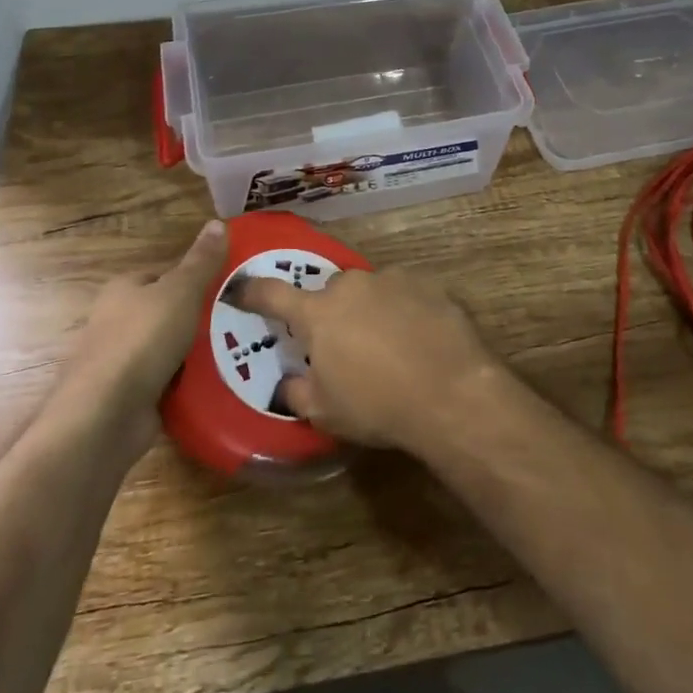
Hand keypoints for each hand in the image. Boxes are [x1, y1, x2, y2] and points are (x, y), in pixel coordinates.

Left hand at [51, 220, 226, 461]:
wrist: (105, 416)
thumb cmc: (141, 340)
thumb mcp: (180, 291)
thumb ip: (201, 261)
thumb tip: (218, 222)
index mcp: (124, 289)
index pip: (165, 274)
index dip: (198, 277)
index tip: (233, 285)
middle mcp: (119, 321)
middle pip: (170, 312)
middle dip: (203, 317)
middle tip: (245, 318)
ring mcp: (125, 362)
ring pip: (173, 349)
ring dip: (201, 352)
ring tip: (245, 349)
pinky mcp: (134, 397)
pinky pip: (172, 382)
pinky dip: (192, 382)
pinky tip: (222, 380)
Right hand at [234, 265, 501, 449]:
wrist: (450, 392)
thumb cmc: (378, 405)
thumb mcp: (325, 412)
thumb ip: (297, 392)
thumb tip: (288, 382)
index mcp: (318, 313)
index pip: (273, 295)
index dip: (253, 292)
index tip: (242, 290)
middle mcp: (351, 286)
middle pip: (330, 292)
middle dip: (330, 312)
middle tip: (343, 344)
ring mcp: (391, 279)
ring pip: (369, 290)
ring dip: (369, 309)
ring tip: (388, 344)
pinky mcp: (426, 283)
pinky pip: (404, 293)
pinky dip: (404, 309)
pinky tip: (418, 337)